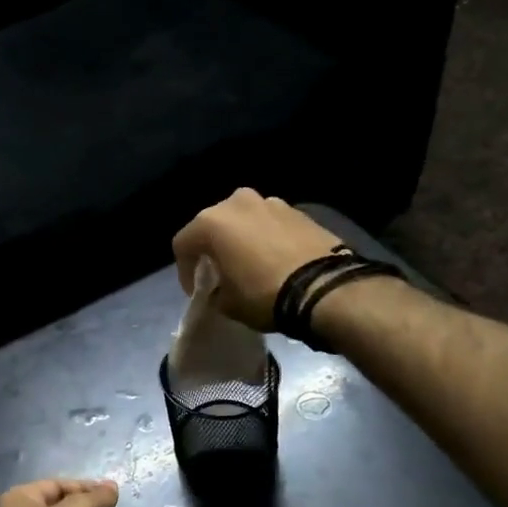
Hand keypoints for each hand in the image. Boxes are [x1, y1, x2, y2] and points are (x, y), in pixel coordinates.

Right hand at [171, 188, 340, 330]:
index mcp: (212, 222)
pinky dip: (267, 238)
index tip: (196, 292)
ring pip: (244, 221)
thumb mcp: (227, 304)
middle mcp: (237, 203)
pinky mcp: (299, 210)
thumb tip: (220, 289)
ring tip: (250, 264)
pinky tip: (275, 260)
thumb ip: (215, 291)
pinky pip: (271, 224)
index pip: (182, 244)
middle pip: (214, 225)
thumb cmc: (264, 294)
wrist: (325, 288)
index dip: (184, 271)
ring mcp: (271, 202)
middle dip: (213, 248)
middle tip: (220, 273)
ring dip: (242, 239)